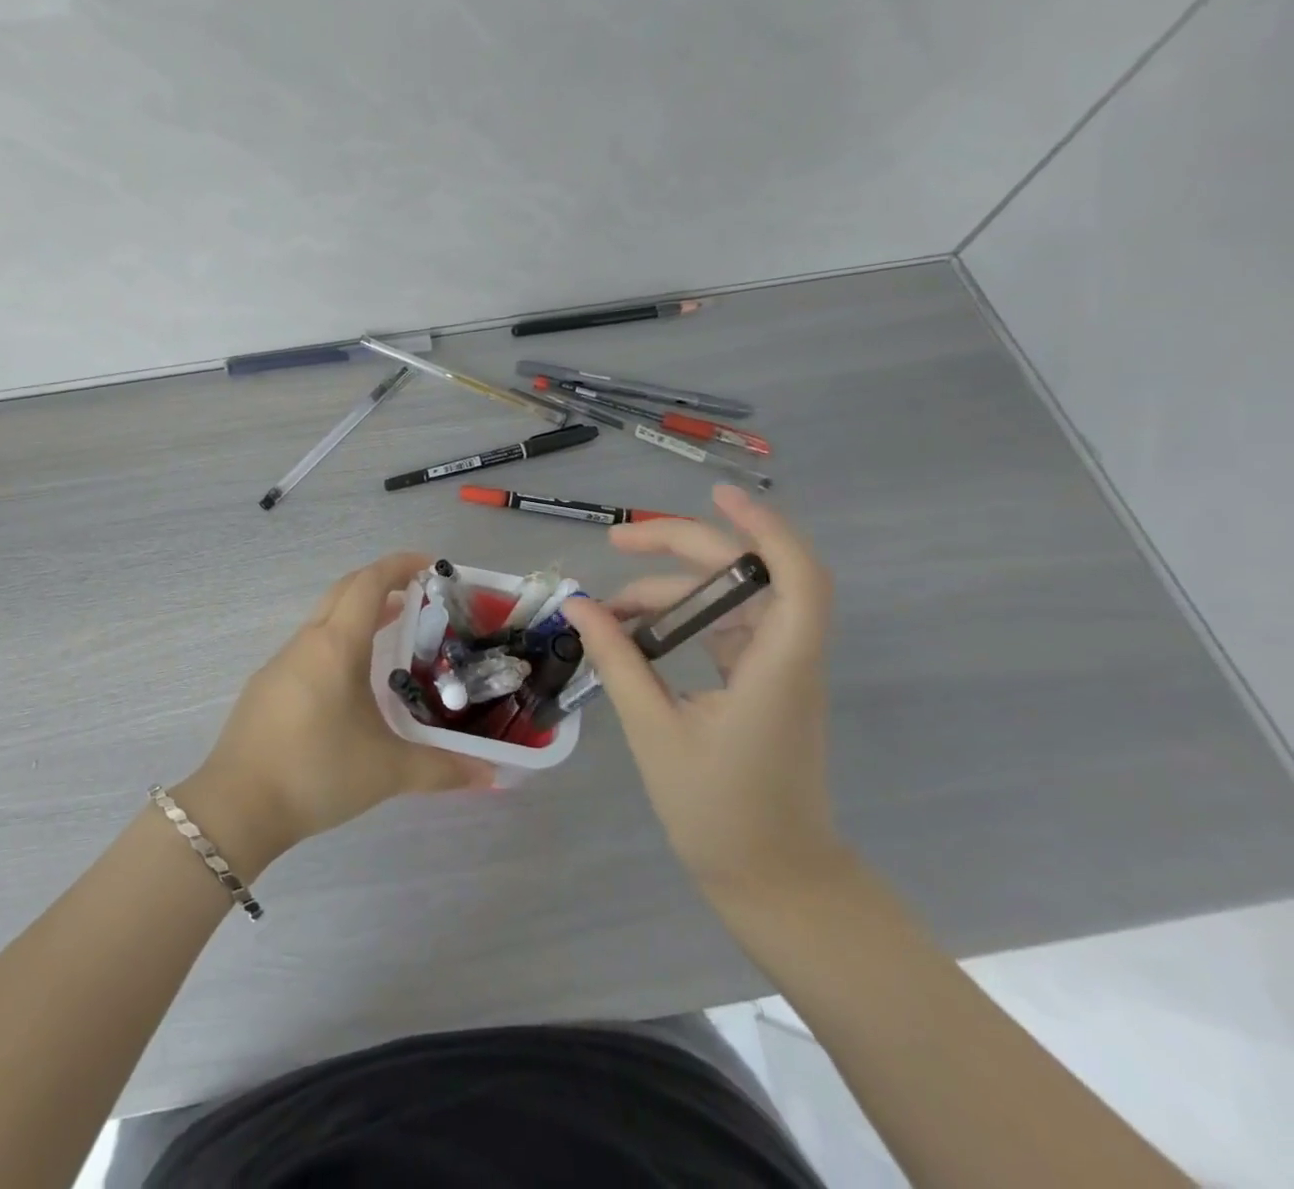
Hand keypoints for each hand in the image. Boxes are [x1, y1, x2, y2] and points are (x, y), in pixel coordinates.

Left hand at [179, 554, 494, 873]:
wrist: (237, 806)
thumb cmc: (316, 773)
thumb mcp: (386, 771)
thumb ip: (442, 769)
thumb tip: (492, 775)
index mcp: (335, 646)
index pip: (368, 584)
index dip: (399, 565)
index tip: (430, 564)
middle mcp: (306, 643)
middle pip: (344, 591)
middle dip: (381, 582)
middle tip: (419, 594)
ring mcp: (281, 663)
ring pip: (324, 619)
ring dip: (358, 613)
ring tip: (394, 630)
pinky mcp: (268, 686)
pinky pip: (310, 646)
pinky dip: (338, 640)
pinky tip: (353, 679)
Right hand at [562, 485, 847, 898]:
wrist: (773, 881)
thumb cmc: (720, 812)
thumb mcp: (654, 731)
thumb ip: (619, 661)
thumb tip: (579, 606)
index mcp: (777, 668)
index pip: (796, 577)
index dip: (765, 527)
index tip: (718, 496)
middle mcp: (786, 658)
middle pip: (748, 575)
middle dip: (683, 548)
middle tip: (618, 543)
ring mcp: (775, 671)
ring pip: (728, 602)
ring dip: (670, 592)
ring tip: (608, 608)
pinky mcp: (760, 685)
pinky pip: (721, 630)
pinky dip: (679, 620)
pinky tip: (636, 630)